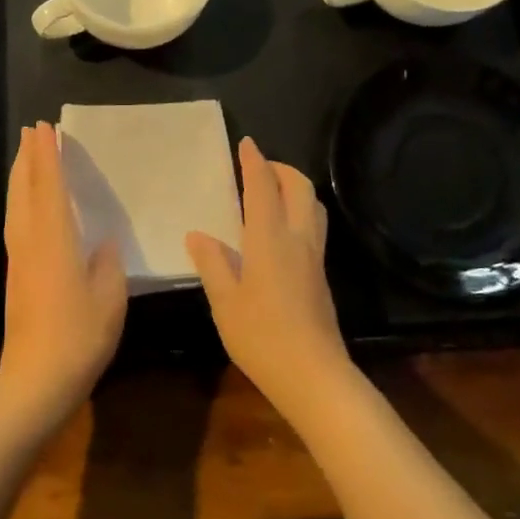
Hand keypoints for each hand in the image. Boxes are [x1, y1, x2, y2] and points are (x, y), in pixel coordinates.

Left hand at [0, 122, 126, 426]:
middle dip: (27, 158)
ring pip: (14, 206)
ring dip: (20, 177)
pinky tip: (28, 205)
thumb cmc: (79, 336)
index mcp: (54, 239)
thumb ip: (107, 263)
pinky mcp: (15, 276)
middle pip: (23, 190)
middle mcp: (29, 241)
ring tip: (25, 157)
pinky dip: (20, 200)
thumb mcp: (110, 297)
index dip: (47, 155)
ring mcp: (18, 259)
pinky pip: (15, 223)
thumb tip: (103, 243)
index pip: (48, 186)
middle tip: (31, 132)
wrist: (35, 381)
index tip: (44, 127)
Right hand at [187, 137, 352, 413]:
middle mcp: (298, 239)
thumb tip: (198, 235)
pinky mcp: (321, 274)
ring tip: (273, 190)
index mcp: (269, 239)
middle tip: (260, 166)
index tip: (247, 143)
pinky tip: (282, 228)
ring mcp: (315, 256)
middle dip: (281, 168)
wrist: (314, 375)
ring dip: (296, 187)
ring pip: (313, 205)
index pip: (263, 188)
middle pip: (299, 188)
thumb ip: (212, 263)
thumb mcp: (225, 302)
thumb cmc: (262, 337)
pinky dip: (300, 209)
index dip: (255, 162)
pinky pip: (314, 225)